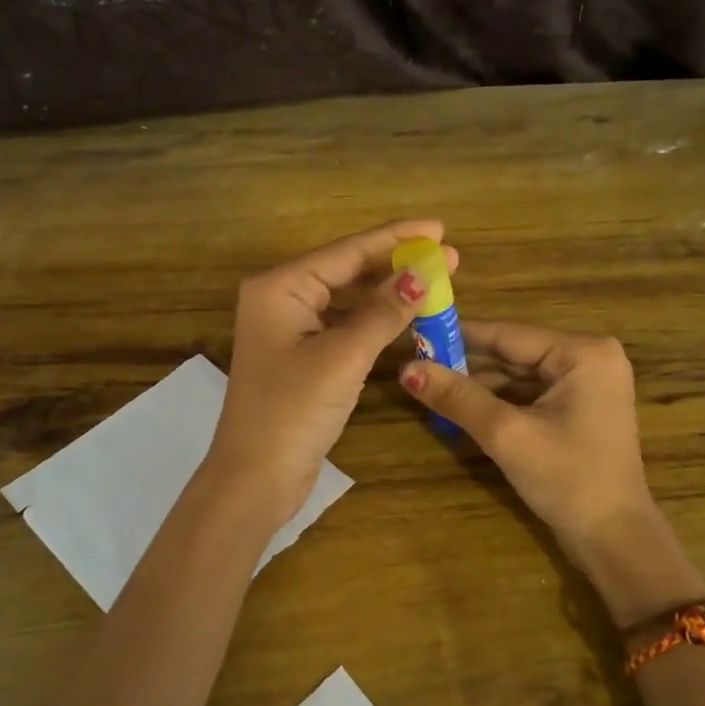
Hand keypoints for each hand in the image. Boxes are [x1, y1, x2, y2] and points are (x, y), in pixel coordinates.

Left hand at [208, 221, 458, 526]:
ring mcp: (291, 330)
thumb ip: (383, 312)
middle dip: (397, 265)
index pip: (347, 251)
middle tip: (449, 257)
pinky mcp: (302, 357)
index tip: (439, 227)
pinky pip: (345, 326)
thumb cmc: (292, 410)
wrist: (255, 478)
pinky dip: (375, 322)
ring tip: (436, 283)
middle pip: (347, 271)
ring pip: (348, 300)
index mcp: (280, 287)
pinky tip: (406, 316)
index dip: (396, 238)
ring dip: (389, 294)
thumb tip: (422, 274)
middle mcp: (281, 299)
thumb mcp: (343, 356)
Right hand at [398, 322, 702, 623]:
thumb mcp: (506, 434)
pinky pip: (529, 395)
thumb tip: (406, 369)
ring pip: (518, 375)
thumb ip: (457, 397)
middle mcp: (588, 358)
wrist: (613, 539)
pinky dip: (497, 402)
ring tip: (428, 386)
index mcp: (582, 352)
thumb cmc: (567, 478)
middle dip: (465, 364)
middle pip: (512, 353)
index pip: (507, 335)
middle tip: (414, 364)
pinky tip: (460, 408)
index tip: (415, 333)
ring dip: (477, 386)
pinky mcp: (579, 409)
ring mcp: (586, 385)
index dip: (457, 336)